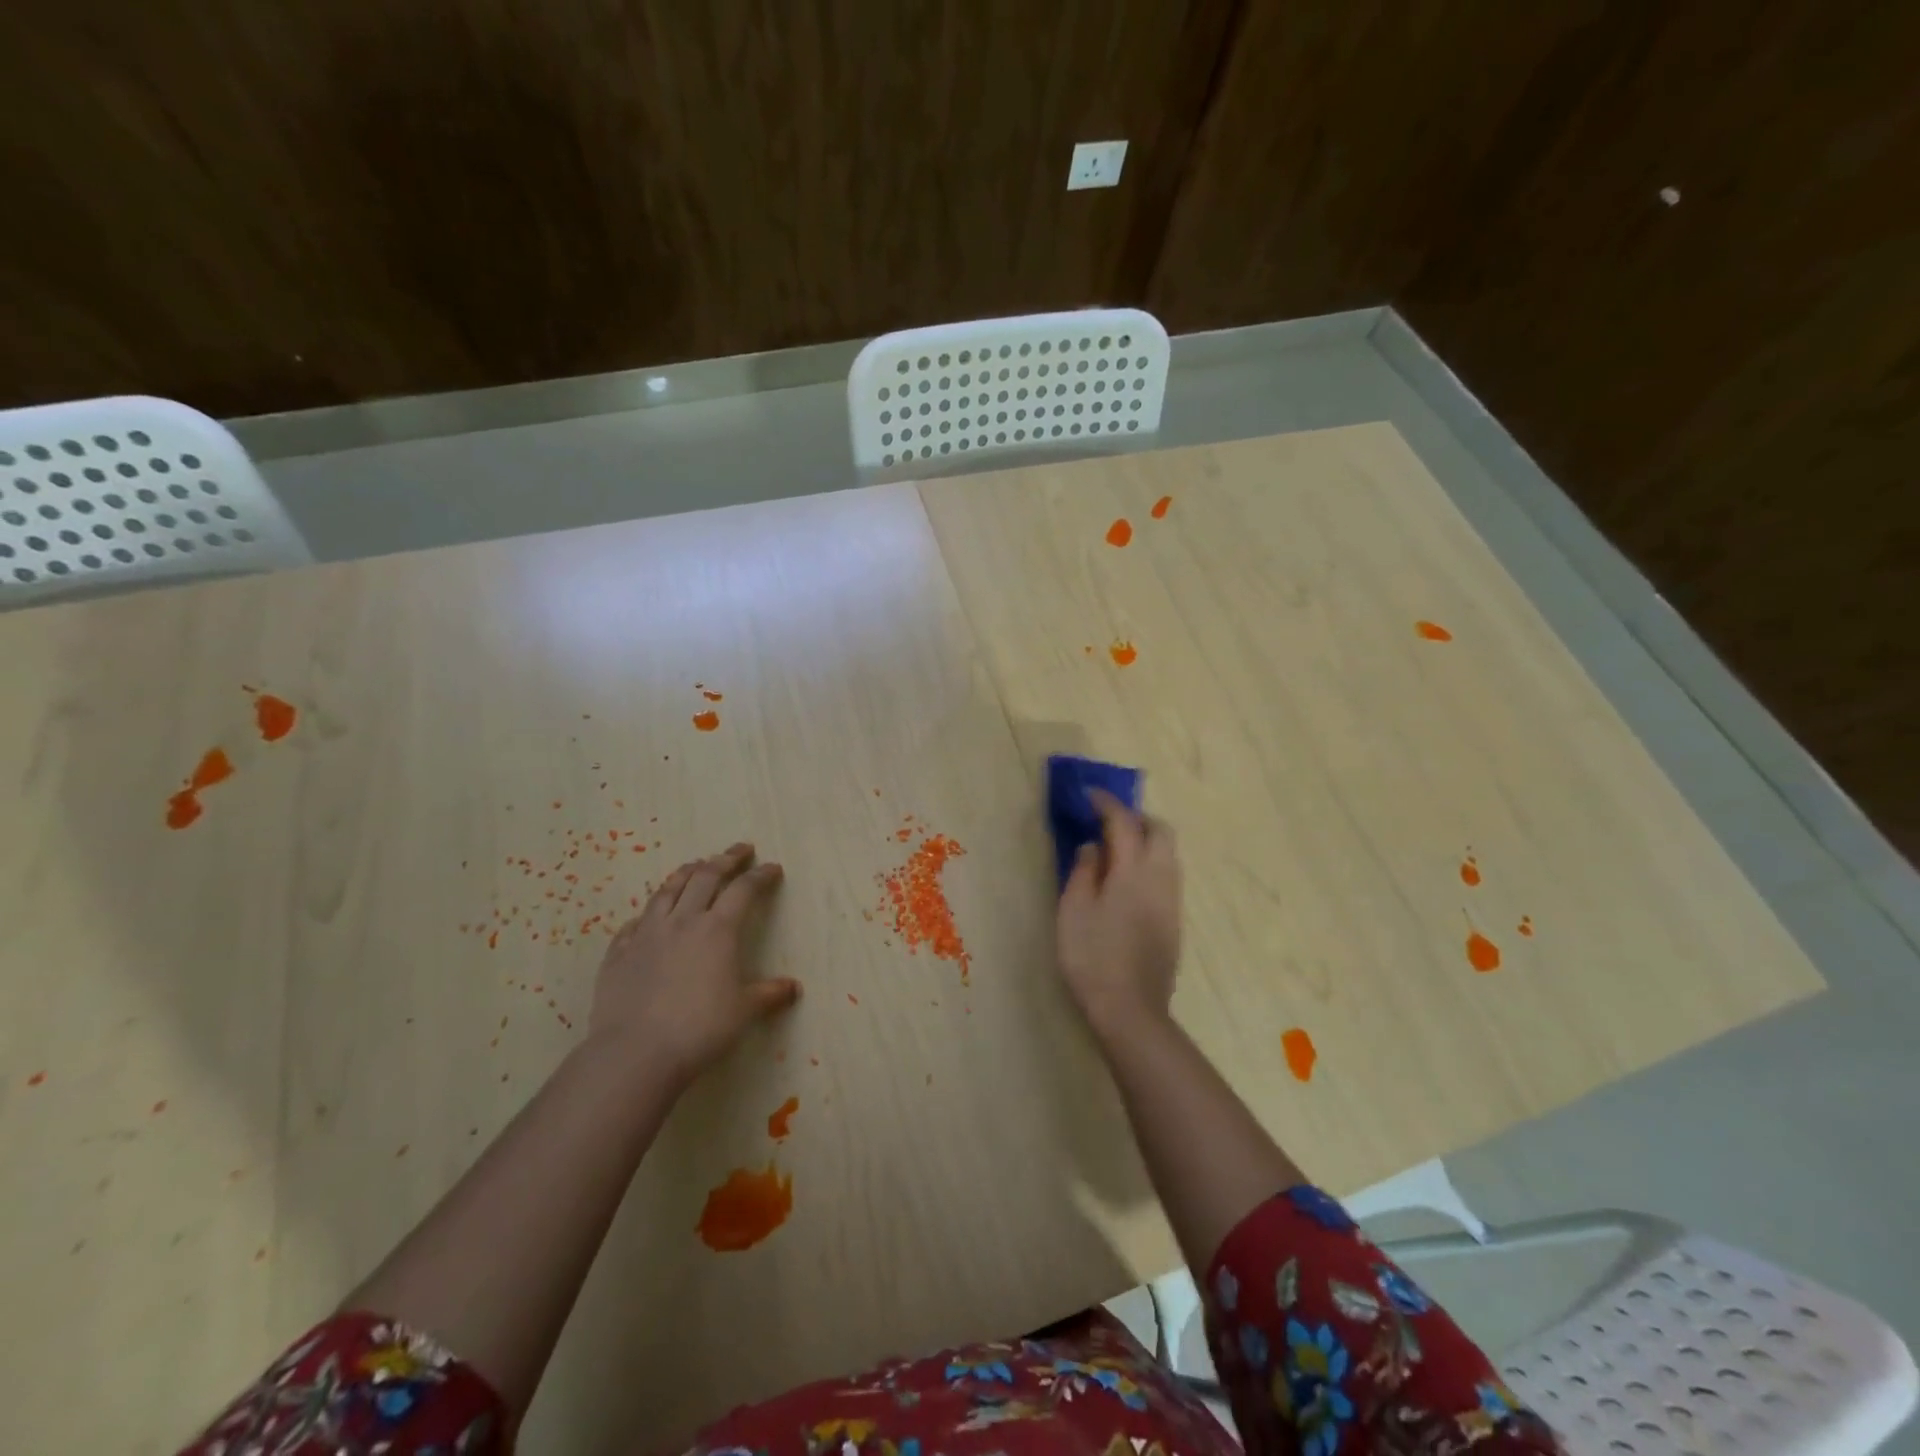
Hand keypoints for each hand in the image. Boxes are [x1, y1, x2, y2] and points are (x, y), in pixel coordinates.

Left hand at [589, 841, 799, 1087]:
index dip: (760, 876)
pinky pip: (634, 923)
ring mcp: (646, 934)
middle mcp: (683, 921)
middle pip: (705, 877)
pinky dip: (648, 913)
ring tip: (696, 865)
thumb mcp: (744, 1012)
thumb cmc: (700, 1029)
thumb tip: (793, 987)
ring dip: (686, 873)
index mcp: (718, 930)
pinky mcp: (618, 953)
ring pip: (668, 891)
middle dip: (726, 859)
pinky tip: (648, 917)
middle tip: (740, 850)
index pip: (744, 890)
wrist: (636, 1053)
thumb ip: (768, 994)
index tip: (772, 868)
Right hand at [1056, 790, 1181, 1041]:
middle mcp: (1160, 878)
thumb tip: (1094, 846)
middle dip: (1136, 817)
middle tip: (1107, 821)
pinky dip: (1150, 861)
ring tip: (1115, 848)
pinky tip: (1126, 879)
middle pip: (1160, 831)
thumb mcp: (1074, 910)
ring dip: (1146, 839)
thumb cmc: (1092, 956)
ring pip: (1168, 853)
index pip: (1124, 822)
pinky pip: (1167, 874)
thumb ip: (1084, 871)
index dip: (1107, 803)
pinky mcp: (1174, 920)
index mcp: (1133, 871)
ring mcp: (1171, 900)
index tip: (1089, 794)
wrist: (1131, 1009)